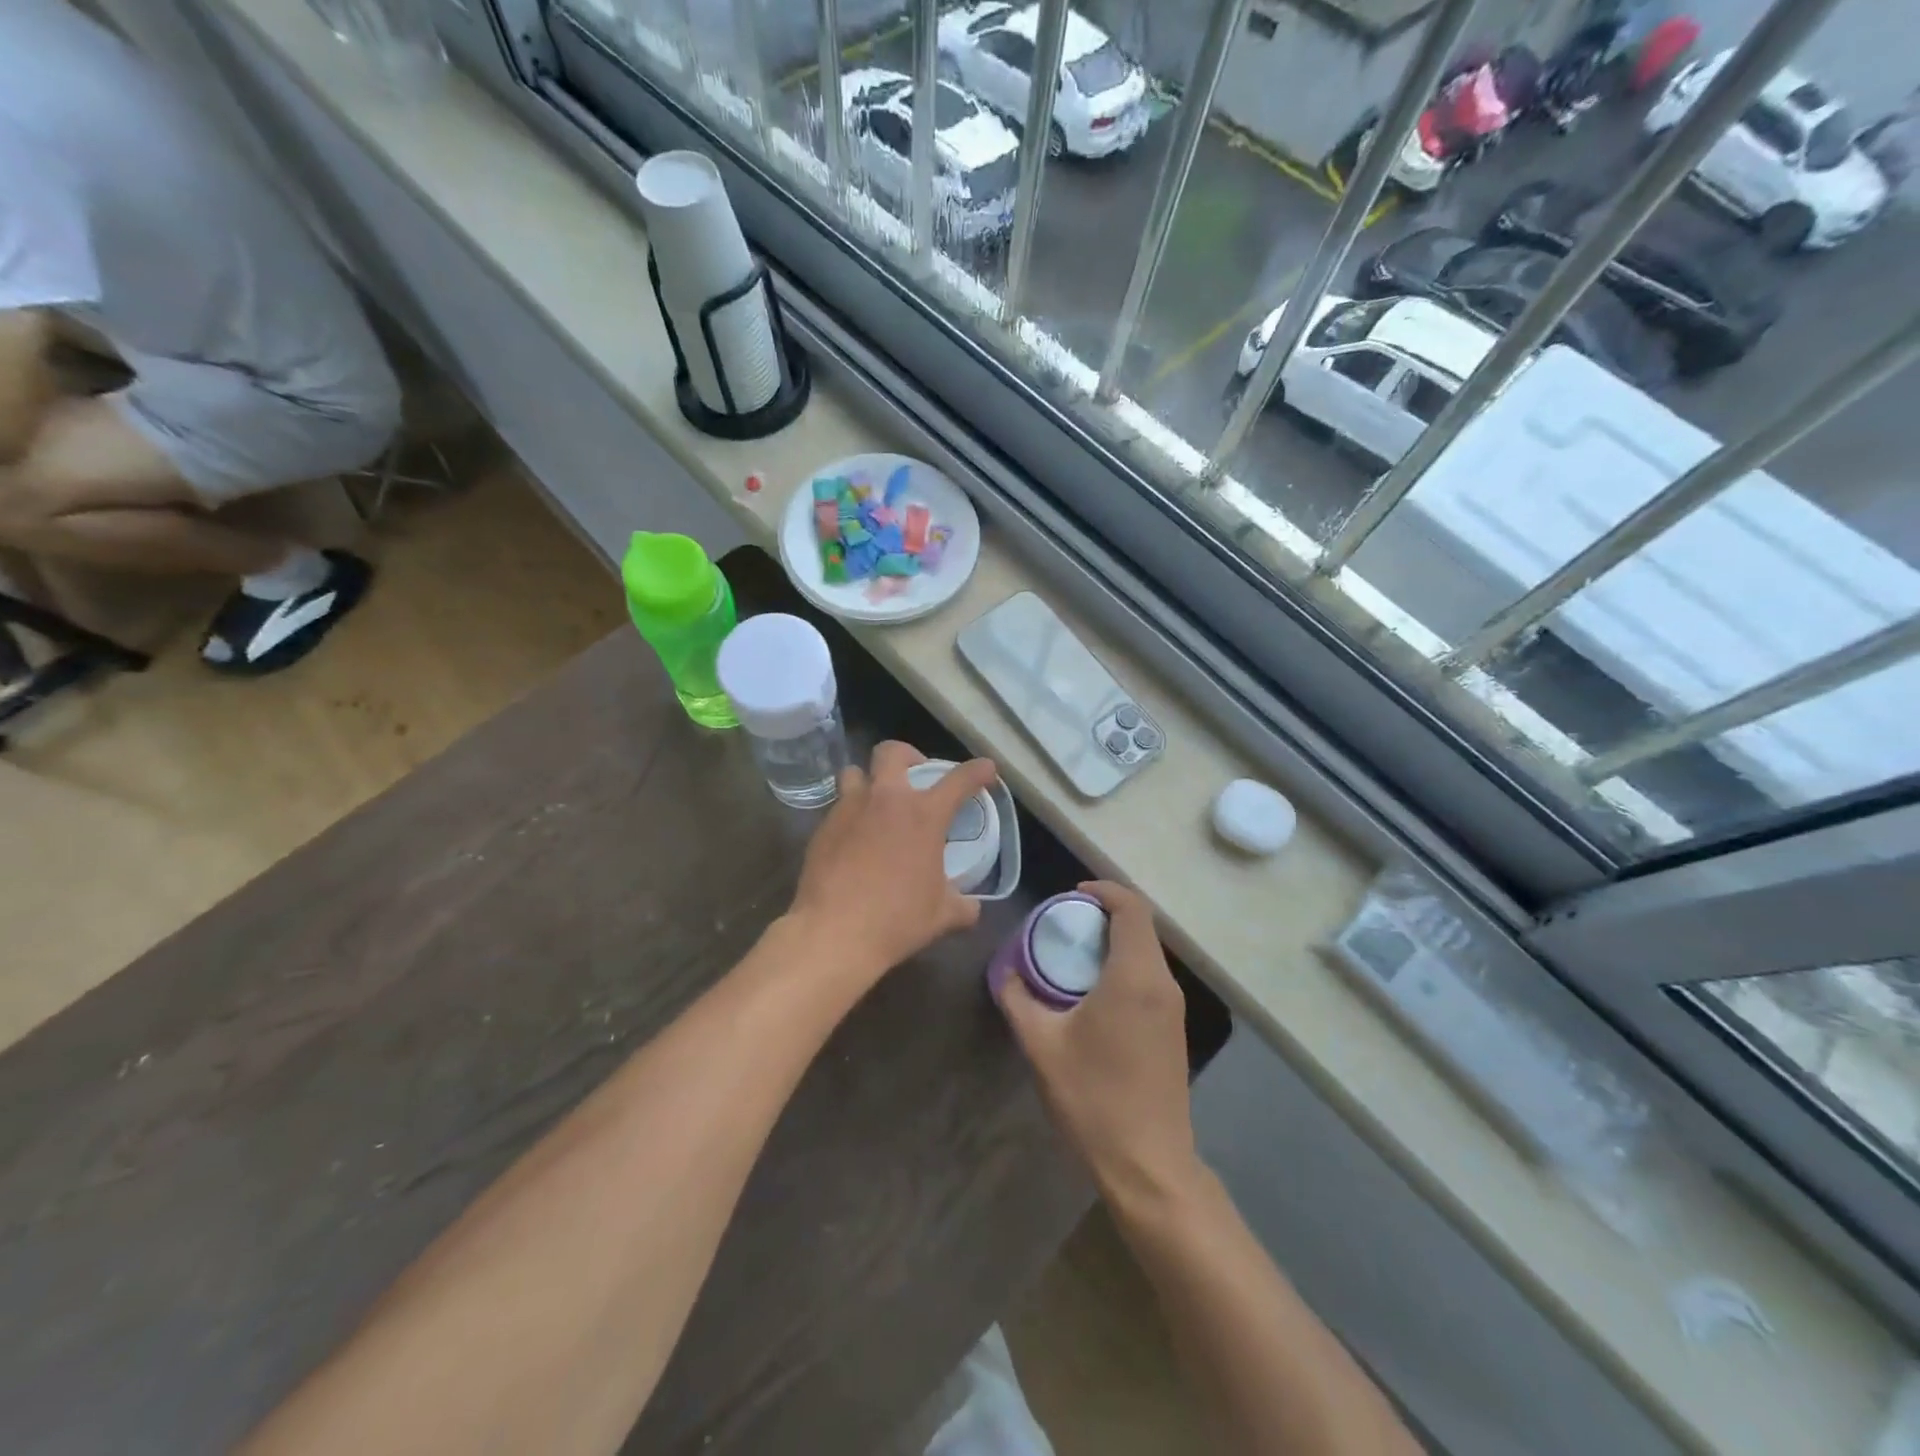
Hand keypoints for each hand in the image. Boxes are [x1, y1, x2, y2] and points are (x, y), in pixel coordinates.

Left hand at [787, 741, 998, 987]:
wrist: (835, 932)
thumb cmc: (897, 919)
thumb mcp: (942, 915)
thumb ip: (963, 905)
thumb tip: (972, 908)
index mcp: (924, 815)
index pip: (959, 780)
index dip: (977, 771)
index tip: (985, 769)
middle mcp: (886, 800)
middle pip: (892, 752)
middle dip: (907, 756)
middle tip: (914, 777)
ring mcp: (849, 809)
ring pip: (854, 773)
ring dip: (868, 781)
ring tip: (876, 805)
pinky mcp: (822, 828)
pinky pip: (838, 808)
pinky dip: (850, 816)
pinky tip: (853, 841)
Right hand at [998, 881, 1199, 1205]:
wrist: (1148, 1164)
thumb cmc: (1093, 1098)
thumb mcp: (1042, 1046)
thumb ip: (1018, 999)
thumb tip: (1006, 972)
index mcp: (1135, 976)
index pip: (1132, 908)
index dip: (1105, 890)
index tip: (1072, 895)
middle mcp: (1162, 984)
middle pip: (1141, 927)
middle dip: (1105, 914)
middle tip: (1065, 923)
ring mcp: (1173, 1008)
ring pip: (1147, 952)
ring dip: (1116, 941)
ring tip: (1074, 953)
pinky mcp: (1174, 1029)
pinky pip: (1150, 977)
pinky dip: (1125, 965)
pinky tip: (1094, 990)